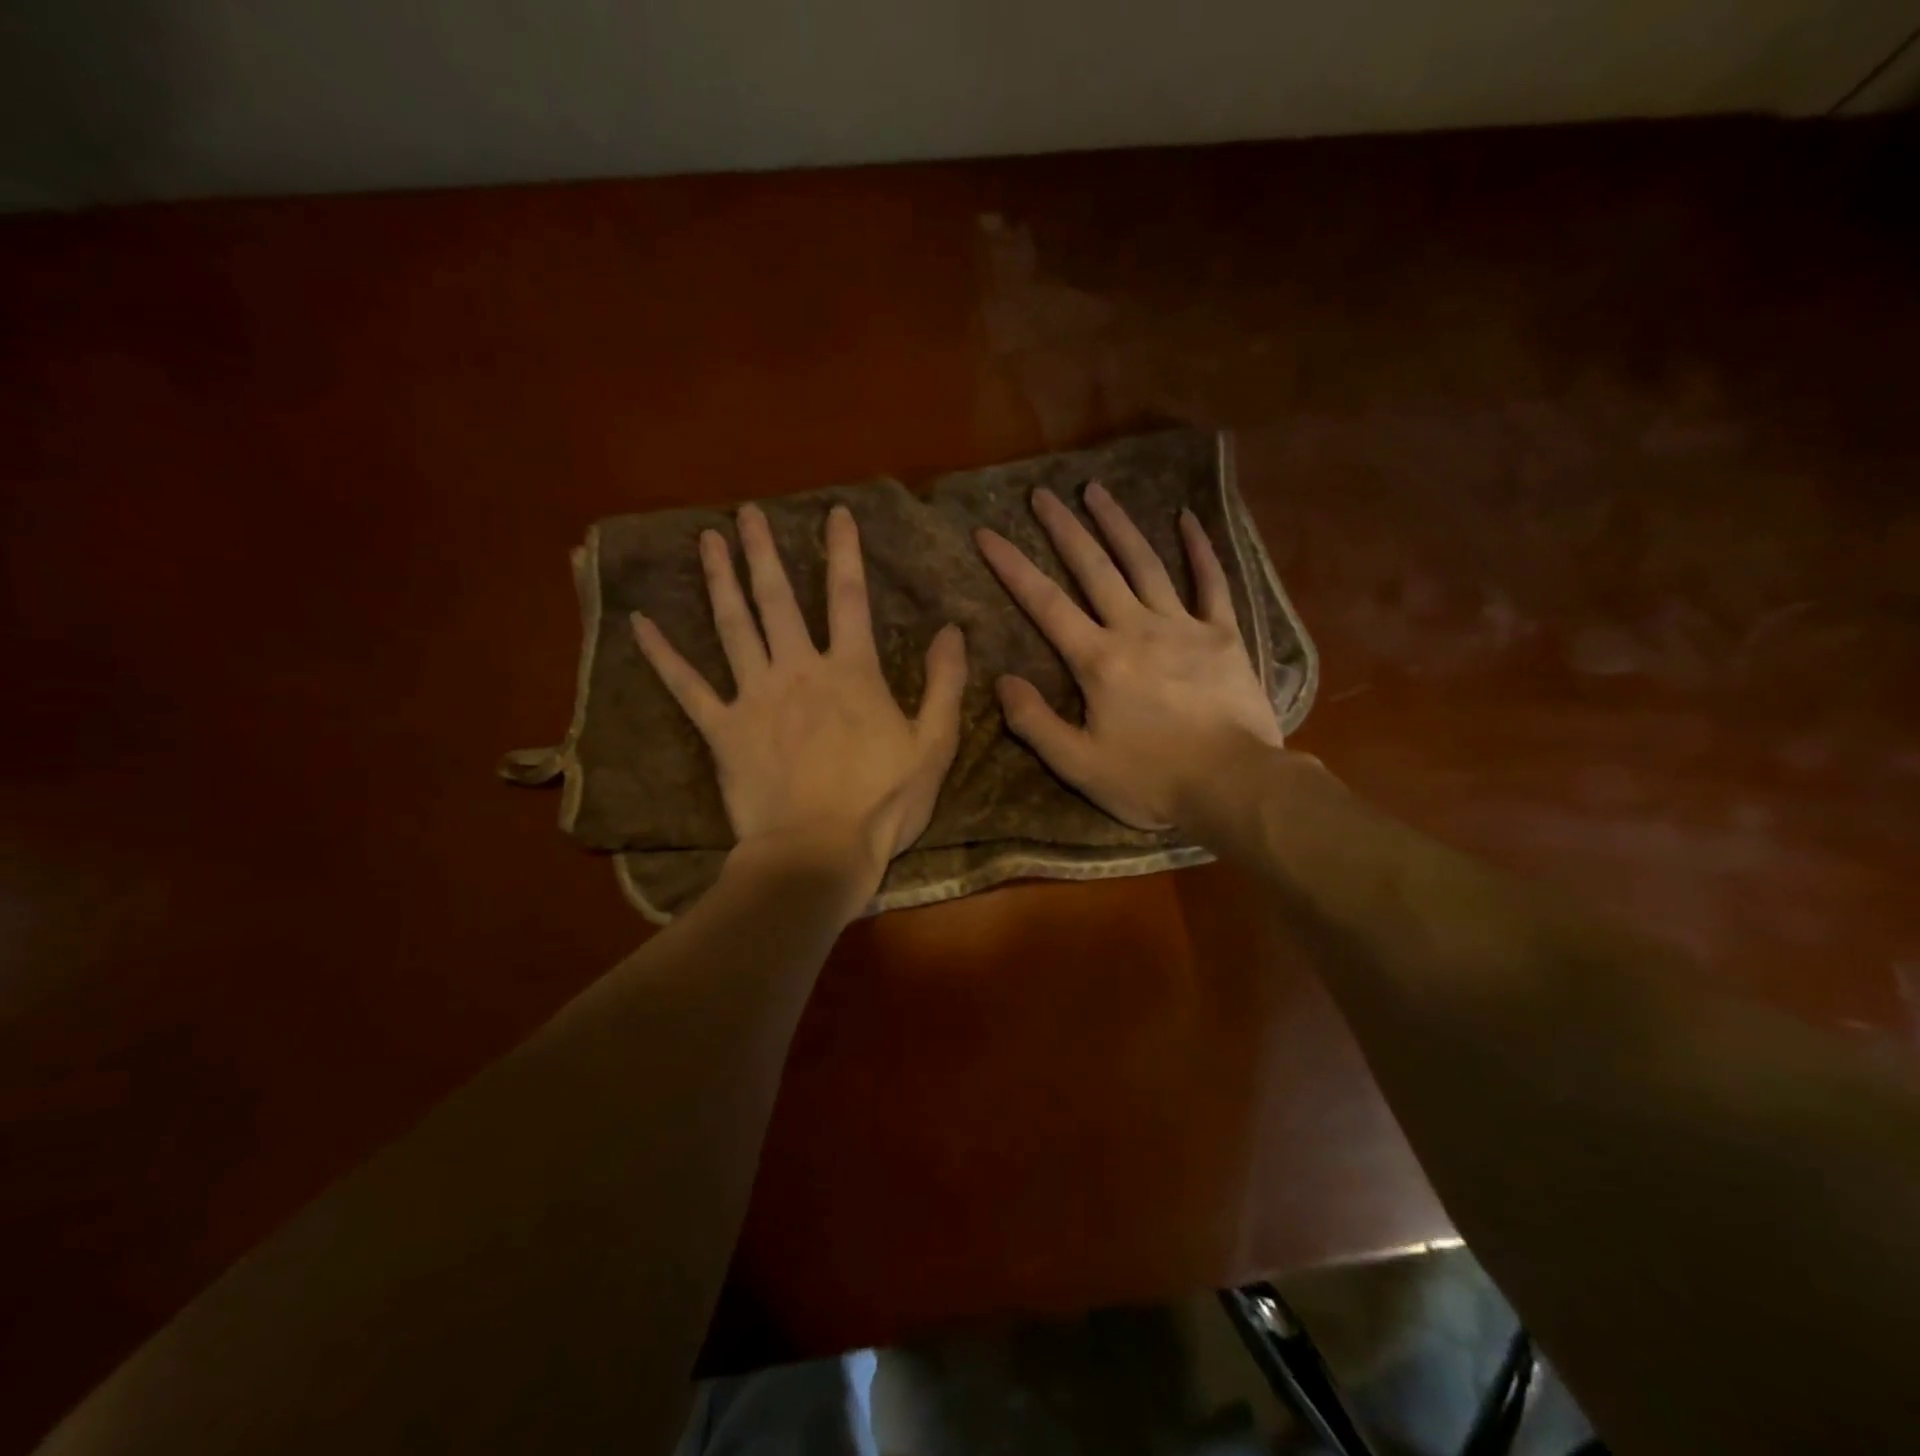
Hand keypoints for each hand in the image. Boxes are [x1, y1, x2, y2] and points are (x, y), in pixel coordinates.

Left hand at [632, 502, 966, 903]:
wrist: (819, 852)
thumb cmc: (883, 802)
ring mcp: (754, 697)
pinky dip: (662, 655)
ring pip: (733, 626)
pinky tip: (640, 624)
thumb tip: (953, 631)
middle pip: (777, 599)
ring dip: (720, 580)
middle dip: (764, 552)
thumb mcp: (934, 745)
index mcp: (850, 672)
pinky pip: (687, 687)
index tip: (835, 513)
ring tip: (708, 540)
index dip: (844, 552)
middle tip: (748, 513)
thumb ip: (945, 684)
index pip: (849, 597)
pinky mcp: (722, 730)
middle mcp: (798, 670)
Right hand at [975, 483, 1282, 829]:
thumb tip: (1002, 681)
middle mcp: (1136, 629)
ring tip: (1096, 490)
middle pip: (1094, 568)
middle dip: (1064, 529)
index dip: (1012, 567)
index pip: (1045, 604)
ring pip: (1145, 564)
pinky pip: (1211, 583)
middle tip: (1042, 493)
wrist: (1234, 785)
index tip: (987, 534)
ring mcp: (1183, 627)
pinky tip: (1186, 518)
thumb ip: (1034, 722)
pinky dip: (1199, 549)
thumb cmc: (1151, 780)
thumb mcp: (1079, 765)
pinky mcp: (1223, 635)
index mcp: (1098, 661)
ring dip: (1118, 524)